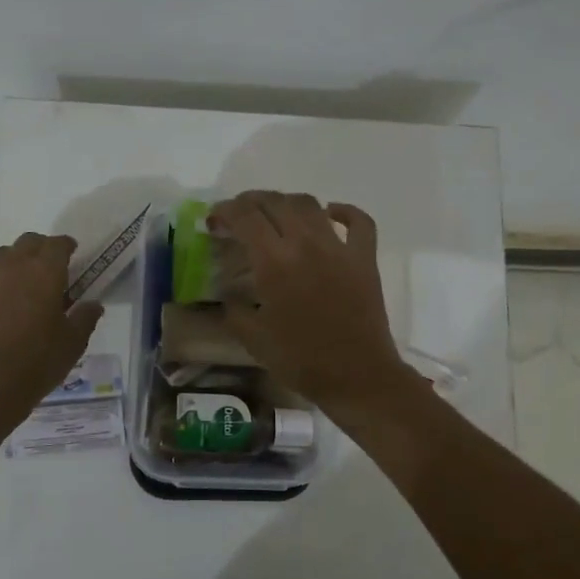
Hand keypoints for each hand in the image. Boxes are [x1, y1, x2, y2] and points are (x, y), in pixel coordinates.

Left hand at [0, 233, 103, 409]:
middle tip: (53, 264)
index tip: (74, 251)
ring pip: (3, 256)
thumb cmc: (38, 362)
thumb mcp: (73, 343)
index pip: (56, 244)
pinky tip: (8, 306)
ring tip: (28, 279)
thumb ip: (85, 318)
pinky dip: (1, 284)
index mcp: (44, 273)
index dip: (66, 245)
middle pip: (27, 242)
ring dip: (18, 259)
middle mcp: (14, 270)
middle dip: (42, 247)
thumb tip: (93, 304)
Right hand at [209, 192, 416, 411]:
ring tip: (276, 214)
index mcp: (274, 262)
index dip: (225, 210)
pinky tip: (331, 214)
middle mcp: (305, 244)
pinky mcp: (365, 258)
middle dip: (251, 202)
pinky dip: (344, 211)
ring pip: (310, 204)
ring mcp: (339, 248)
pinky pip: (359, 221)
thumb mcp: (253, 339)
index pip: (245, 216)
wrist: (356, 377)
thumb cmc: (300, 360)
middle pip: (275, 202)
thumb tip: (228, 293)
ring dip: (287, 202)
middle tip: (239, 215)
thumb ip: (234, 309)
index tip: (214, 220)